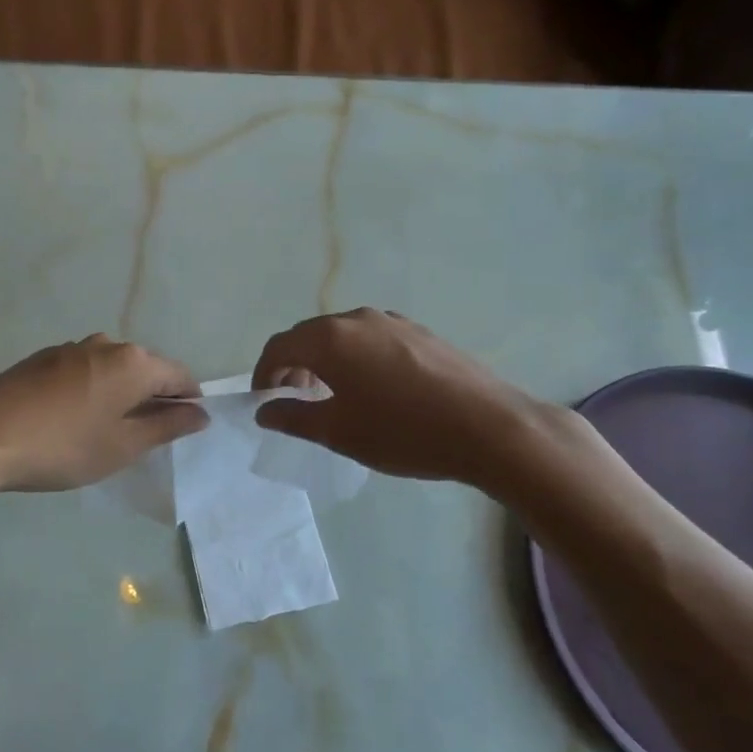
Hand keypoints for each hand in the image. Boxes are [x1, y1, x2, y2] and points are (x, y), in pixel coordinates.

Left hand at [0, 335, 208, 492]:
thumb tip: (200, 413)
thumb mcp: (122, 446)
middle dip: (154, 397)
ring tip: (107, 429)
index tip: (181, 431)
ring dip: (121, 393)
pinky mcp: (46, 356)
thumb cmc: (63, 447)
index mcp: (133, 362)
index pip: (180, 376)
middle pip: (147, 368)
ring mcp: (73, 347)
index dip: (188, 403)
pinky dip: (94, 388)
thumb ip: (166, 426)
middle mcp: (107, 343)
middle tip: (144, 437)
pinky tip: (75, 417)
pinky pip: (86, 369)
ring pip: (114, 368)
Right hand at [253, 309, 575, 491]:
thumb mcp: (339, 432)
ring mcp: (392, 321)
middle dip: (293, 365)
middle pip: (309, 335)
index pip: (279, 346)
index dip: (264, 373)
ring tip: (332, 393)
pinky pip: (372, 338)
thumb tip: (265, 410)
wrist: (488, 427)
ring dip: (325, 359)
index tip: (264, 401)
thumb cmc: (403, 432)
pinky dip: (355, 356)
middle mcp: (356, 319)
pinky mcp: (420, 331)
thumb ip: (294, 417)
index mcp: (329, 339)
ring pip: (342, 335)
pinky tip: (373, 387)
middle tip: (294, 399)